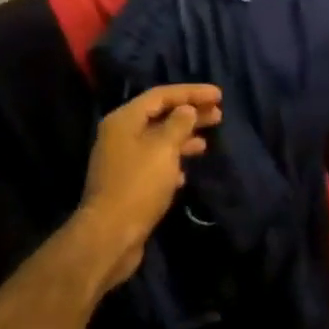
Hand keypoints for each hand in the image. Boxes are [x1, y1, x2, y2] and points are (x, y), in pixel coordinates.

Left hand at [77, 83, 221, 287]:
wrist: (110, 235)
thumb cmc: (138, 185)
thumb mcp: (163, 149)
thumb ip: (178, 124)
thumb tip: (186, 110)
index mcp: (124, 119)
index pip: (161, 95)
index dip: (191, 92)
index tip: (218, 95)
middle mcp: (120, 135)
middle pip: (160, 116)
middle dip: (189, 114)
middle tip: (218, 114)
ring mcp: (122, 160)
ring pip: (158, 140)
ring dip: (183, 138)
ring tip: (207, 141)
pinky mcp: (127, 183)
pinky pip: (153, 163)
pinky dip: (171, 162)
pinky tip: (185, 172)